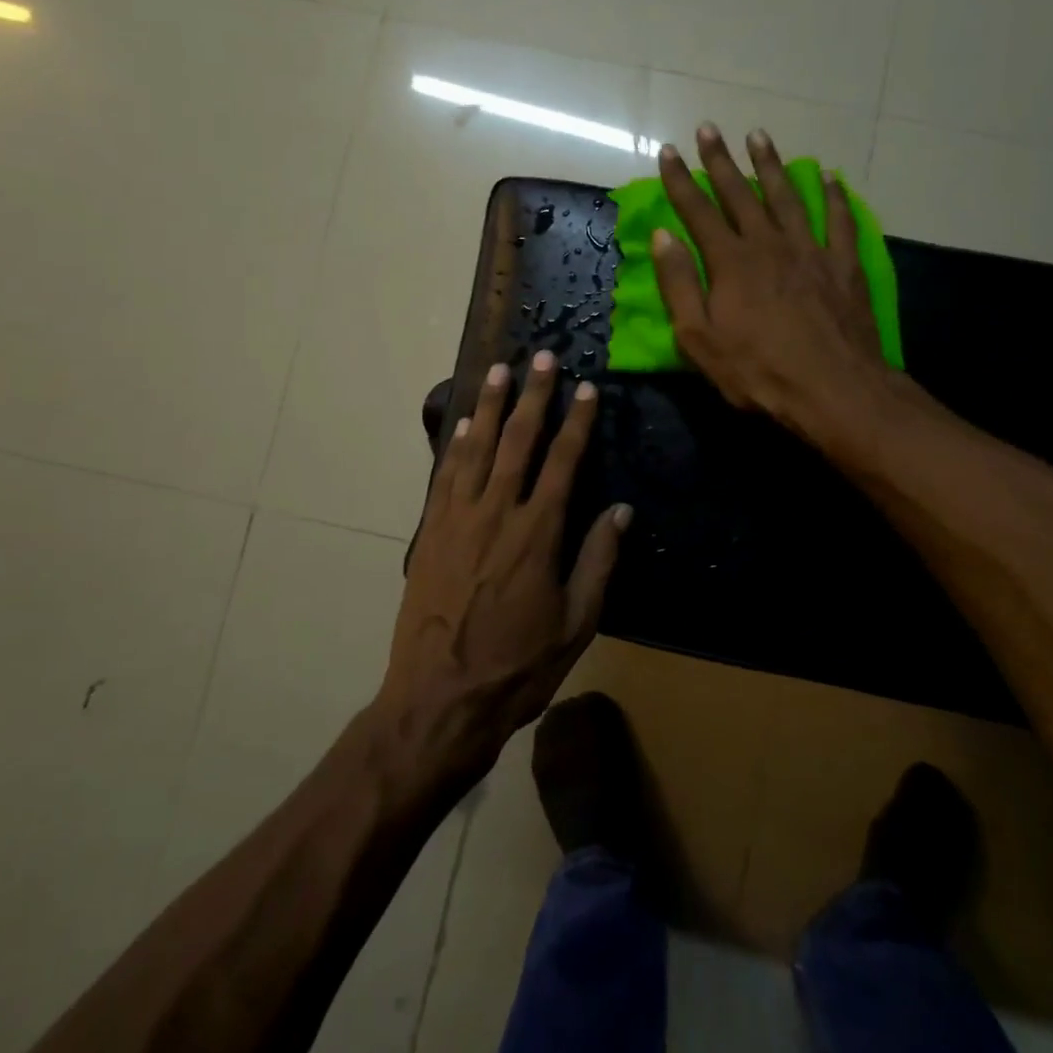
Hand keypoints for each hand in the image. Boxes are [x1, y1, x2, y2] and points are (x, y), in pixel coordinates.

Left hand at [377, 350, 631, 777]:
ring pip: (476, 448)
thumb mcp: (576, 622)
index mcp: (539, 533)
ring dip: (488, 406)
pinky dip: (455, 445)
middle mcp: (497, 512)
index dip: (577, 422)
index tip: (586, 388)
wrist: (440, 696)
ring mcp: (458, 519)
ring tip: (497, 370)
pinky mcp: (432, 532)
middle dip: (532, 396)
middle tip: (540, 356)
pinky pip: (445, 476)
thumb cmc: (518, 665)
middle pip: (517, 441)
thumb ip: (598, 561)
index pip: (563, 461)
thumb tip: (621, 511)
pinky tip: (461, 425)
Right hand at [654, 124, 890, 436]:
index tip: (668, 152)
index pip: (698, 211)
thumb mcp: (700, 338)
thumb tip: (663, 237)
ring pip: (787, 195)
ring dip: (770, 164)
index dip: (680, 181)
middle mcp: (769, 244)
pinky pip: (839, 219)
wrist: (833, 388)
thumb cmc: (758, 371)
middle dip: (720, 160)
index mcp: (731, 262)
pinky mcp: (843, 264)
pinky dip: (833, 195)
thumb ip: (680, 285)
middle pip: (740, 193)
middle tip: (708, 128)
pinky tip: (829, 176)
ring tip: (758, 136)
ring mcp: (810, 250)